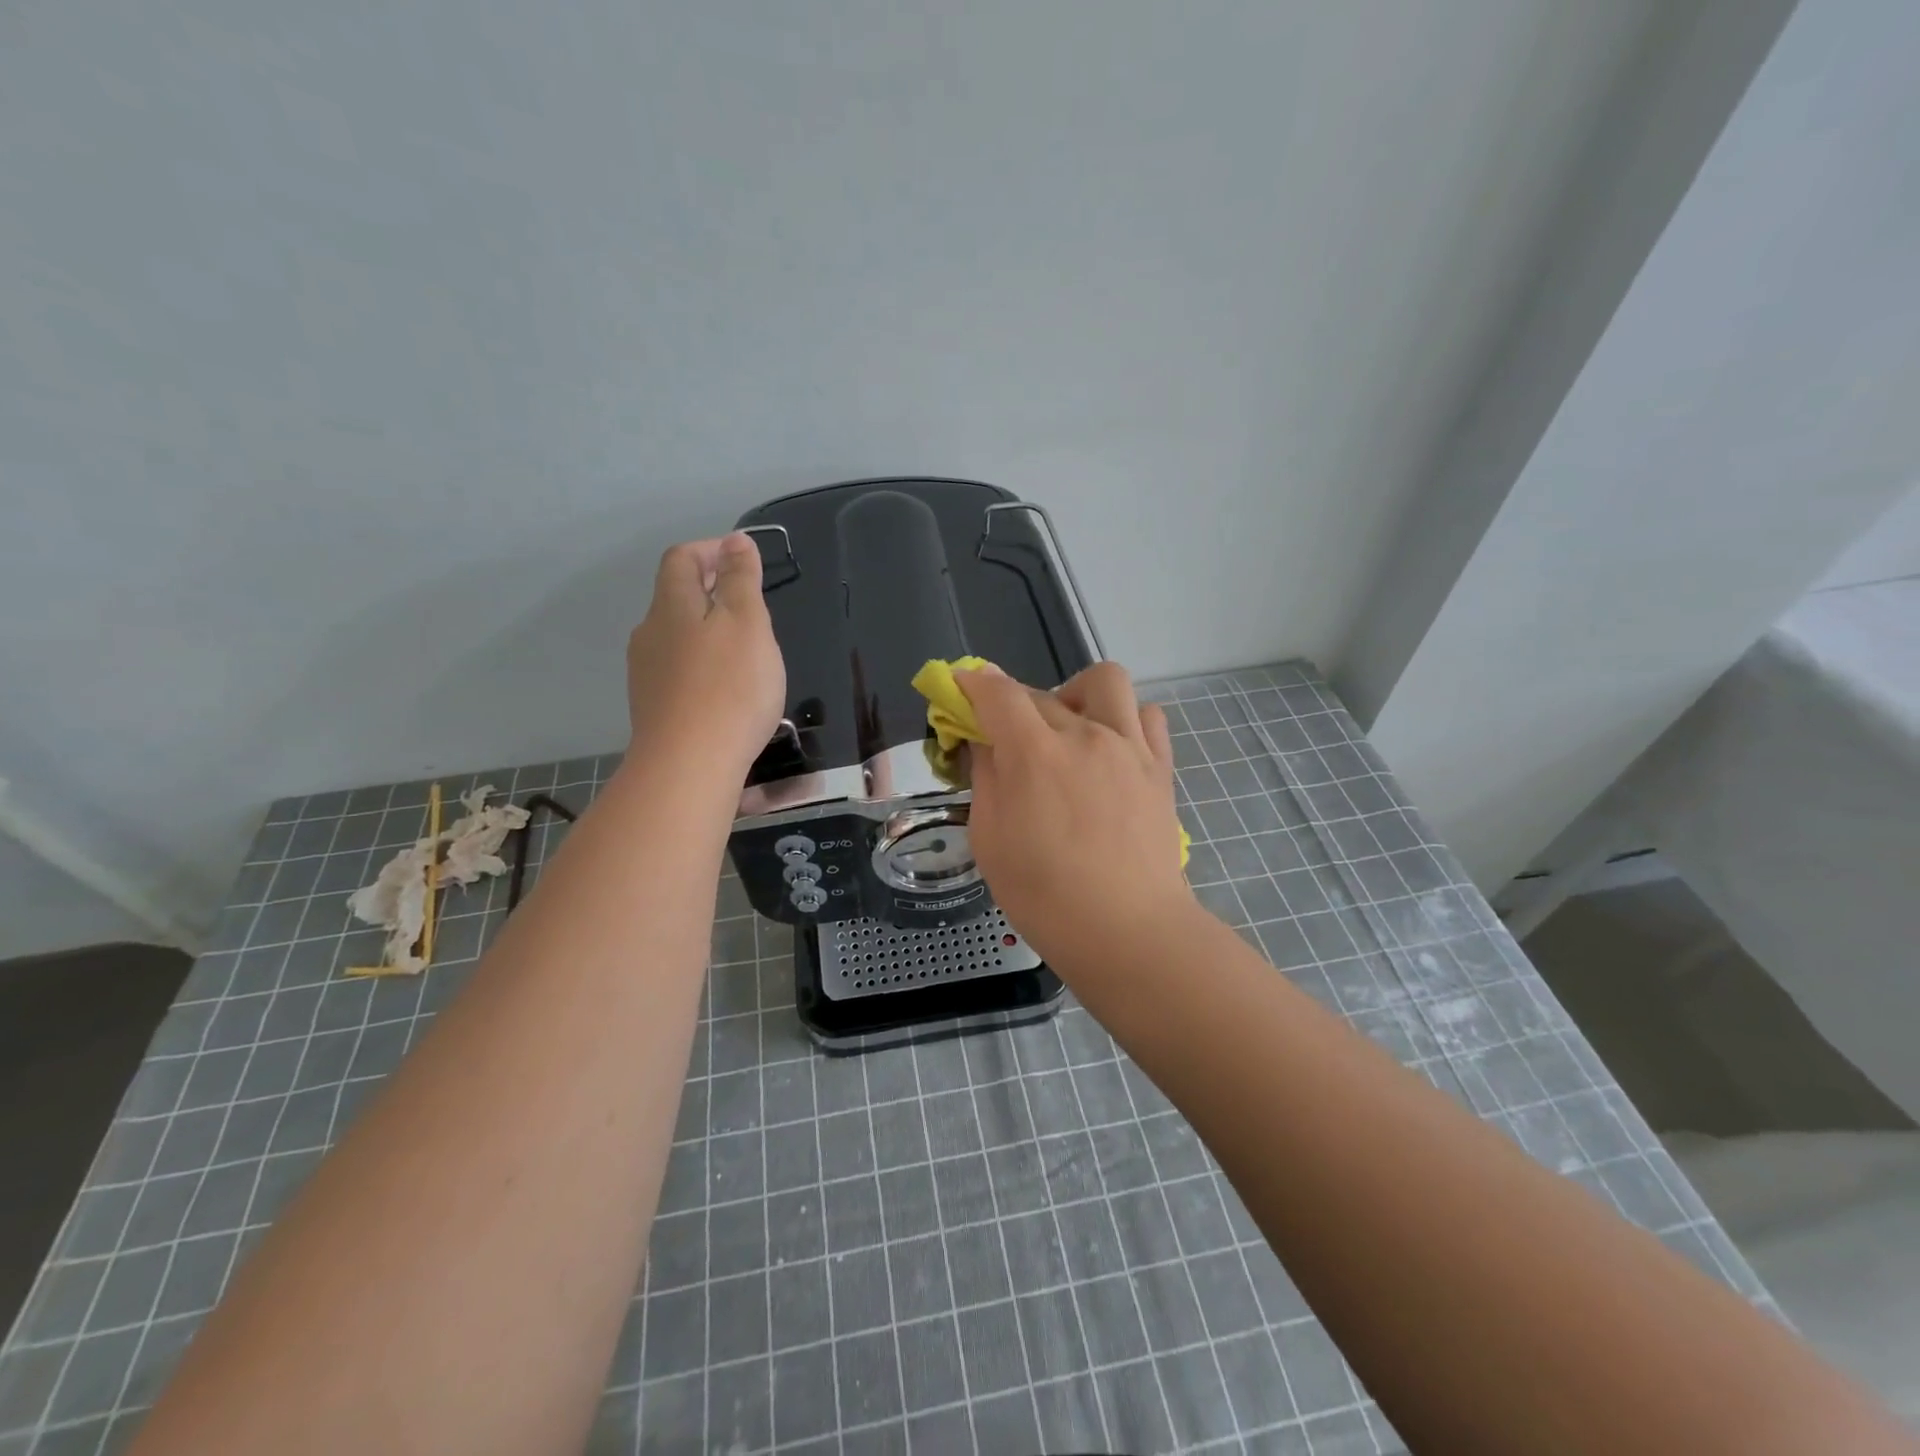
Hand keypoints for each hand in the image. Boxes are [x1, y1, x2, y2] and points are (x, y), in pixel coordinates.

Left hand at [626, 534, 785, 778]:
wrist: (689, 765)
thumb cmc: (729, 688)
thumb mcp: (748, 623)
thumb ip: (741, 579)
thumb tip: (735, 541)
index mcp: (672, 605)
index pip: (682, 559)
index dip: (710, 551)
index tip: (743, 560)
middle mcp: (650, 633)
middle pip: (676, 597)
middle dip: (712, 592)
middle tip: (753, 608)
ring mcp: (646, 673)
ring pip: (677, 637)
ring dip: (708, 632)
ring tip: (745, 652)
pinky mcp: (653, 707)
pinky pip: (678, 671)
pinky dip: (702, 666)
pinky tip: (726, 690)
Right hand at [957, 662, 1195, 969]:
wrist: (1127, 931)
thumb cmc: (1044, 896)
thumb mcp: (989, 840)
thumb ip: (986, 779)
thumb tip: (986, 743)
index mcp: (1033, 753)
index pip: (997, 693)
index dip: (972, 683)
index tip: (961, 688)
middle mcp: (1084, 734)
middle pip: (1040, 693)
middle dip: (1012, 707)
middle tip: (1005, 741)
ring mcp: (1128, 746)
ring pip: (1103, 682)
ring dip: (1075, 694)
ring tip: (1067, 730)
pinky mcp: (1159, 766)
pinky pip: (1147, 715)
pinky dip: (1125, 718)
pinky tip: (1111, 748)